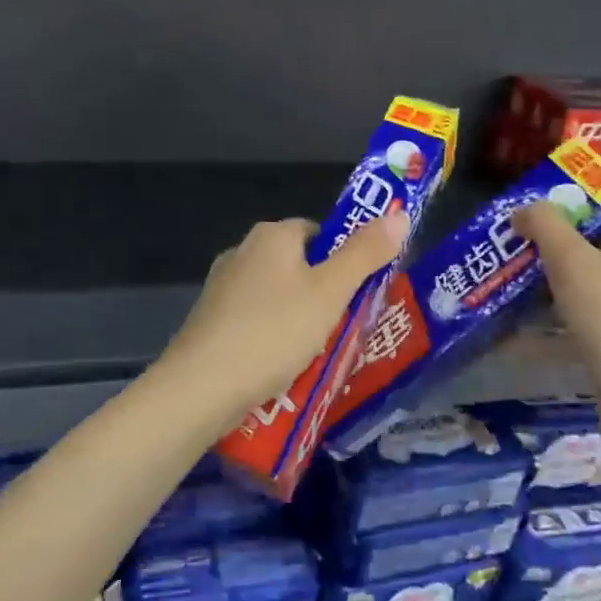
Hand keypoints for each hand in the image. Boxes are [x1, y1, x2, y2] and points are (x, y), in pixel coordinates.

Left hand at [153, 210, 411, 426]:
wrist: (202, 386)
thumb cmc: (274, 331)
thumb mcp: (330, 292)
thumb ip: (365, 254)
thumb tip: (399, 214)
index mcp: (271, 236)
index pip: (319, 232)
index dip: (345, 256)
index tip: (364, 290)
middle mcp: (242, 252)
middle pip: (298, 265)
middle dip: (324, 293)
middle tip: (349, 324)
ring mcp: (221, 287)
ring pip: (276, 296)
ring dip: (299, 318)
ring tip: (323, 352)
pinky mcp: (210, 321)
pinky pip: (255, 321)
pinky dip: (273, 337)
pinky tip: (284, 366)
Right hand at [514, 144, 600, 418]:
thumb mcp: (574, 265)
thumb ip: (546, 228)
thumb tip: (526, 209)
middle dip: (582, 212)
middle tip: (538, 208)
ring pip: (598, 265)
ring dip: (562, 257)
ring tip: (517, 256)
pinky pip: (584, 305)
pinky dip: (555, 304)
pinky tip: (517, 317)